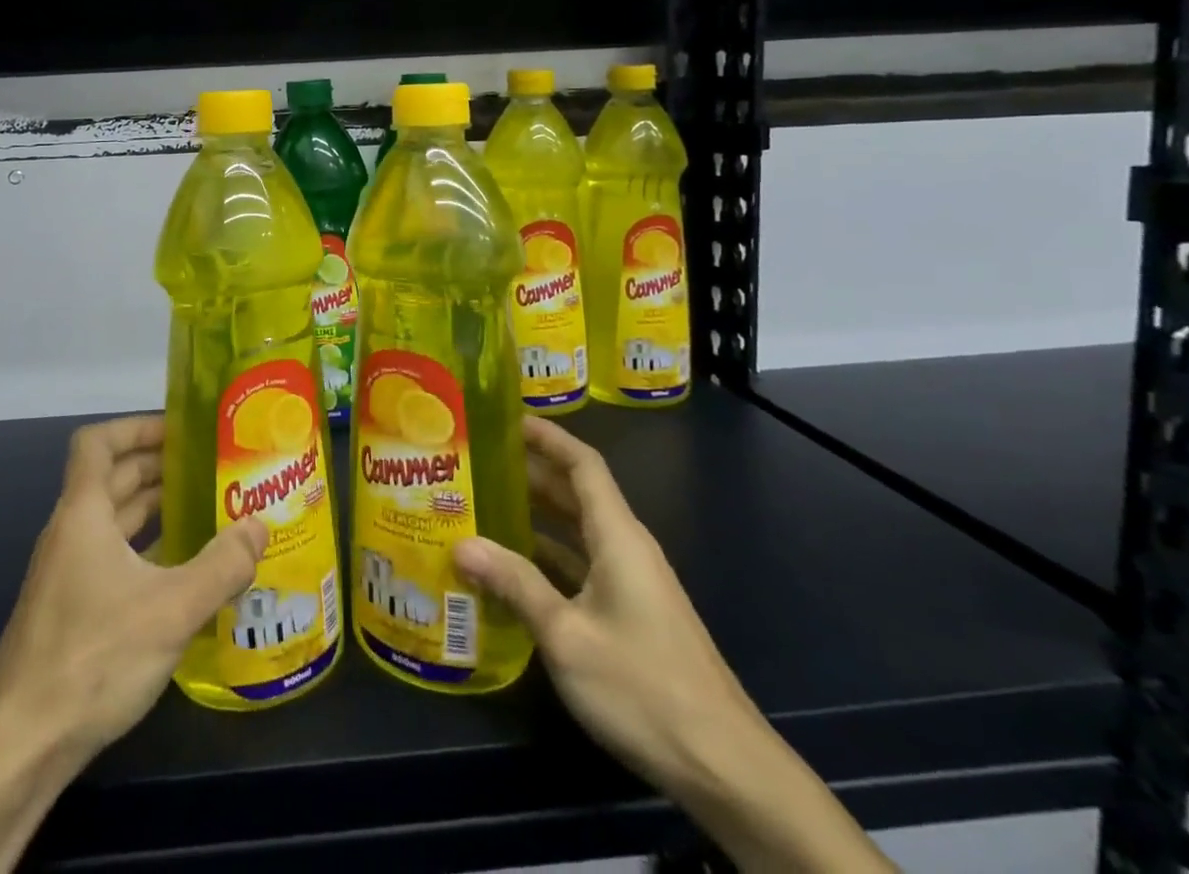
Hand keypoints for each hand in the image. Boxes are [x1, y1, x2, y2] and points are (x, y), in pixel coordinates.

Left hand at [0, 415, 266, 873]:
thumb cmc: (92, 658)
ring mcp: (66, 572)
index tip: (180, 430)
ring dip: (152, 507)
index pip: (97, 442)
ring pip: (112, 519)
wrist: (19, 747)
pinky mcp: (70, 609)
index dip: (136, 427)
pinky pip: (111, 556)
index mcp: (83, 513)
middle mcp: (70, 532)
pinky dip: (144, 547)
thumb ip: (221, 565)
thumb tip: (259, 526)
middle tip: (208, 467)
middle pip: (111, 478)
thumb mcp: (171, 610)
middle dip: (157, 465)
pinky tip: (179, 570)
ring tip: (203, 508)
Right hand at [451, 418, 894, 873]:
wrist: (727, 769)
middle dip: (530, 472)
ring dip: (536, 515)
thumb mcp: (567, 635)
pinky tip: (512, 569)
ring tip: (484, 505)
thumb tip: (461, 543)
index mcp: (618, 537)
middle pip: (577, 493)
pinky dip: (548, 556)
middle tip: (477, 462)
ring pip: (577, 531)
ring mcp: (632, 584)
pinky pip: (582, 566)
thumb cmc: (643, 687)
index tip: (506, 418)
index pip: (583, 464)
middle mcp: (627, 549)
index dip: (548, 436)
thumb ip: (515, 583)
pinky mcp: (631, 615)